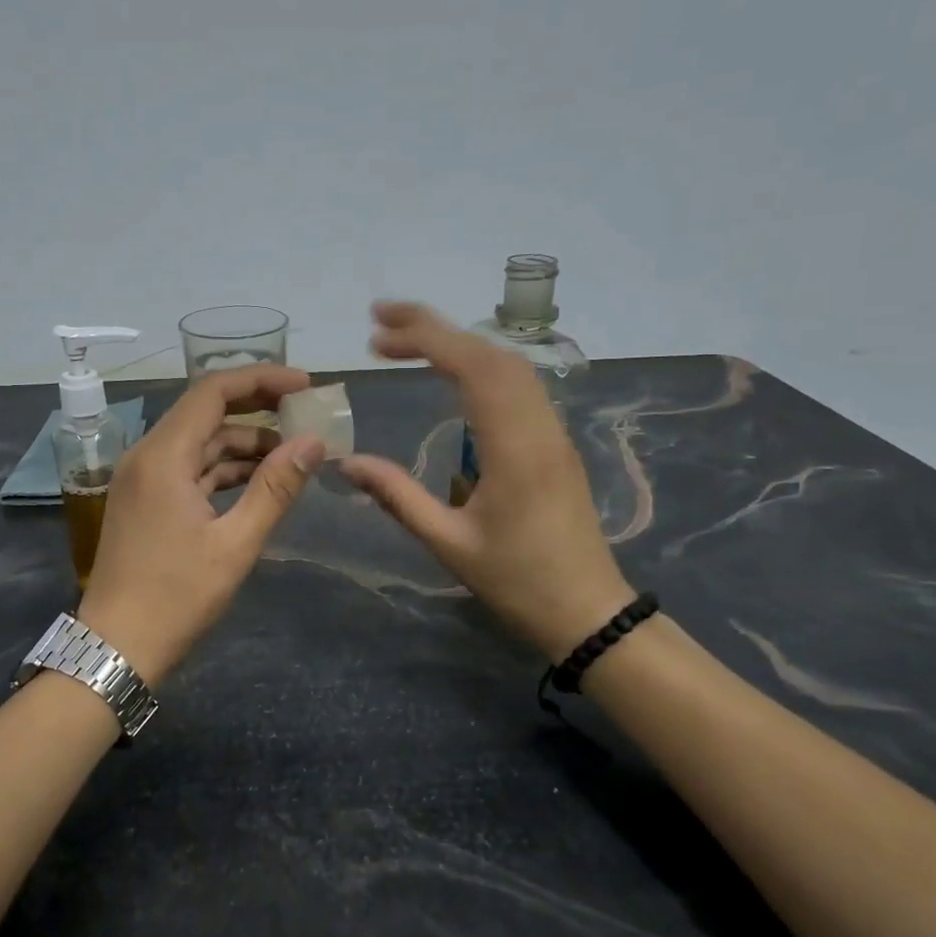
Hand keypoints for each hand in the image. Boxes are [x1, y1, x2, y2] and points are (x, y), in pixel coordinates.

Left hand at [78, 364, 324, 684]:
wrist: (116, 647)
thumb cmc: (176, 597)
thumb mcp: (235, 544)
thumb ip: (275, 488)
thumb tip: (314, 442)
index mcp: (163, 456)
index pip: (213, 391)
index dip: (262, 380)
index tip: (305, 386)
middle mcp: (147, 455)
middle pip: (206, 412)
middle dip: (258, 410)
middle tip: (305, 418)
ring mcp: (143, 478)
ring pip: (200, 442)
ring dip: (245, 445)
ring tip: (293, 458)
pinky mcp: (146, 500)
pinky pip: (190, 468)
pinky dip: (224, 469)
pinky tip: (259, 482)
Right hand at [339, 302, 632, 661]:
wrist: (589, 612)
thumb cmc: (518, 583)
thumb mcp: (449, 543)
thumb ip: (398, 496)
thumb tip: (347, 463)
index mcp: (515, 448)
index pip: (472, 367)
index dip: (424, 338)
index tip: (377, 332)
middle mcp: (539, 426)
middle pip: (492, 353)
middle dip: (436, 328)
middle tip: (380, 324)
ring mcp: (553, 432)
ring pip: (509, 365)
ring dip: (459, 344)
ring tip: (407, 342)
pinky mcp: (555, 443)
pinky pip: (519, 386)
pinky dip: (480, 366)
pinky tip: (452, 375)